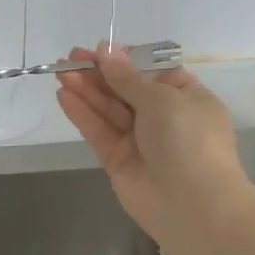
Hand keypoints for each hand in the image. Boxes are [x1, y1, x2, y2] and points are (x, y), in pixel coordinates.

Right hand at [55, 43, 253, 242]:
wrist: (193, 205)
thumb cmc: (188, 139)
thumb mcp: (161, 99)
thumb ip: (127, 77)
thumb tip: (105, 50)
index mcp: (186, 97)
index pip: (153, 71)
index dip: (126, 60)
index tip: (101, 49)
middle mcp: (164, 117)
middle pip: (126, 89)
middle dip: (99, 73)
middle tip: (70, 57)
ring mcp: (140, 140)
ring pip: (109, 109)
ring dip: (86, 90)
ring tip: (61, 71)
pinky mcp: (118, 160)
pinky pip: (99, 132)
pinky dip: (82, 114)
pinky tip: (64, 95)